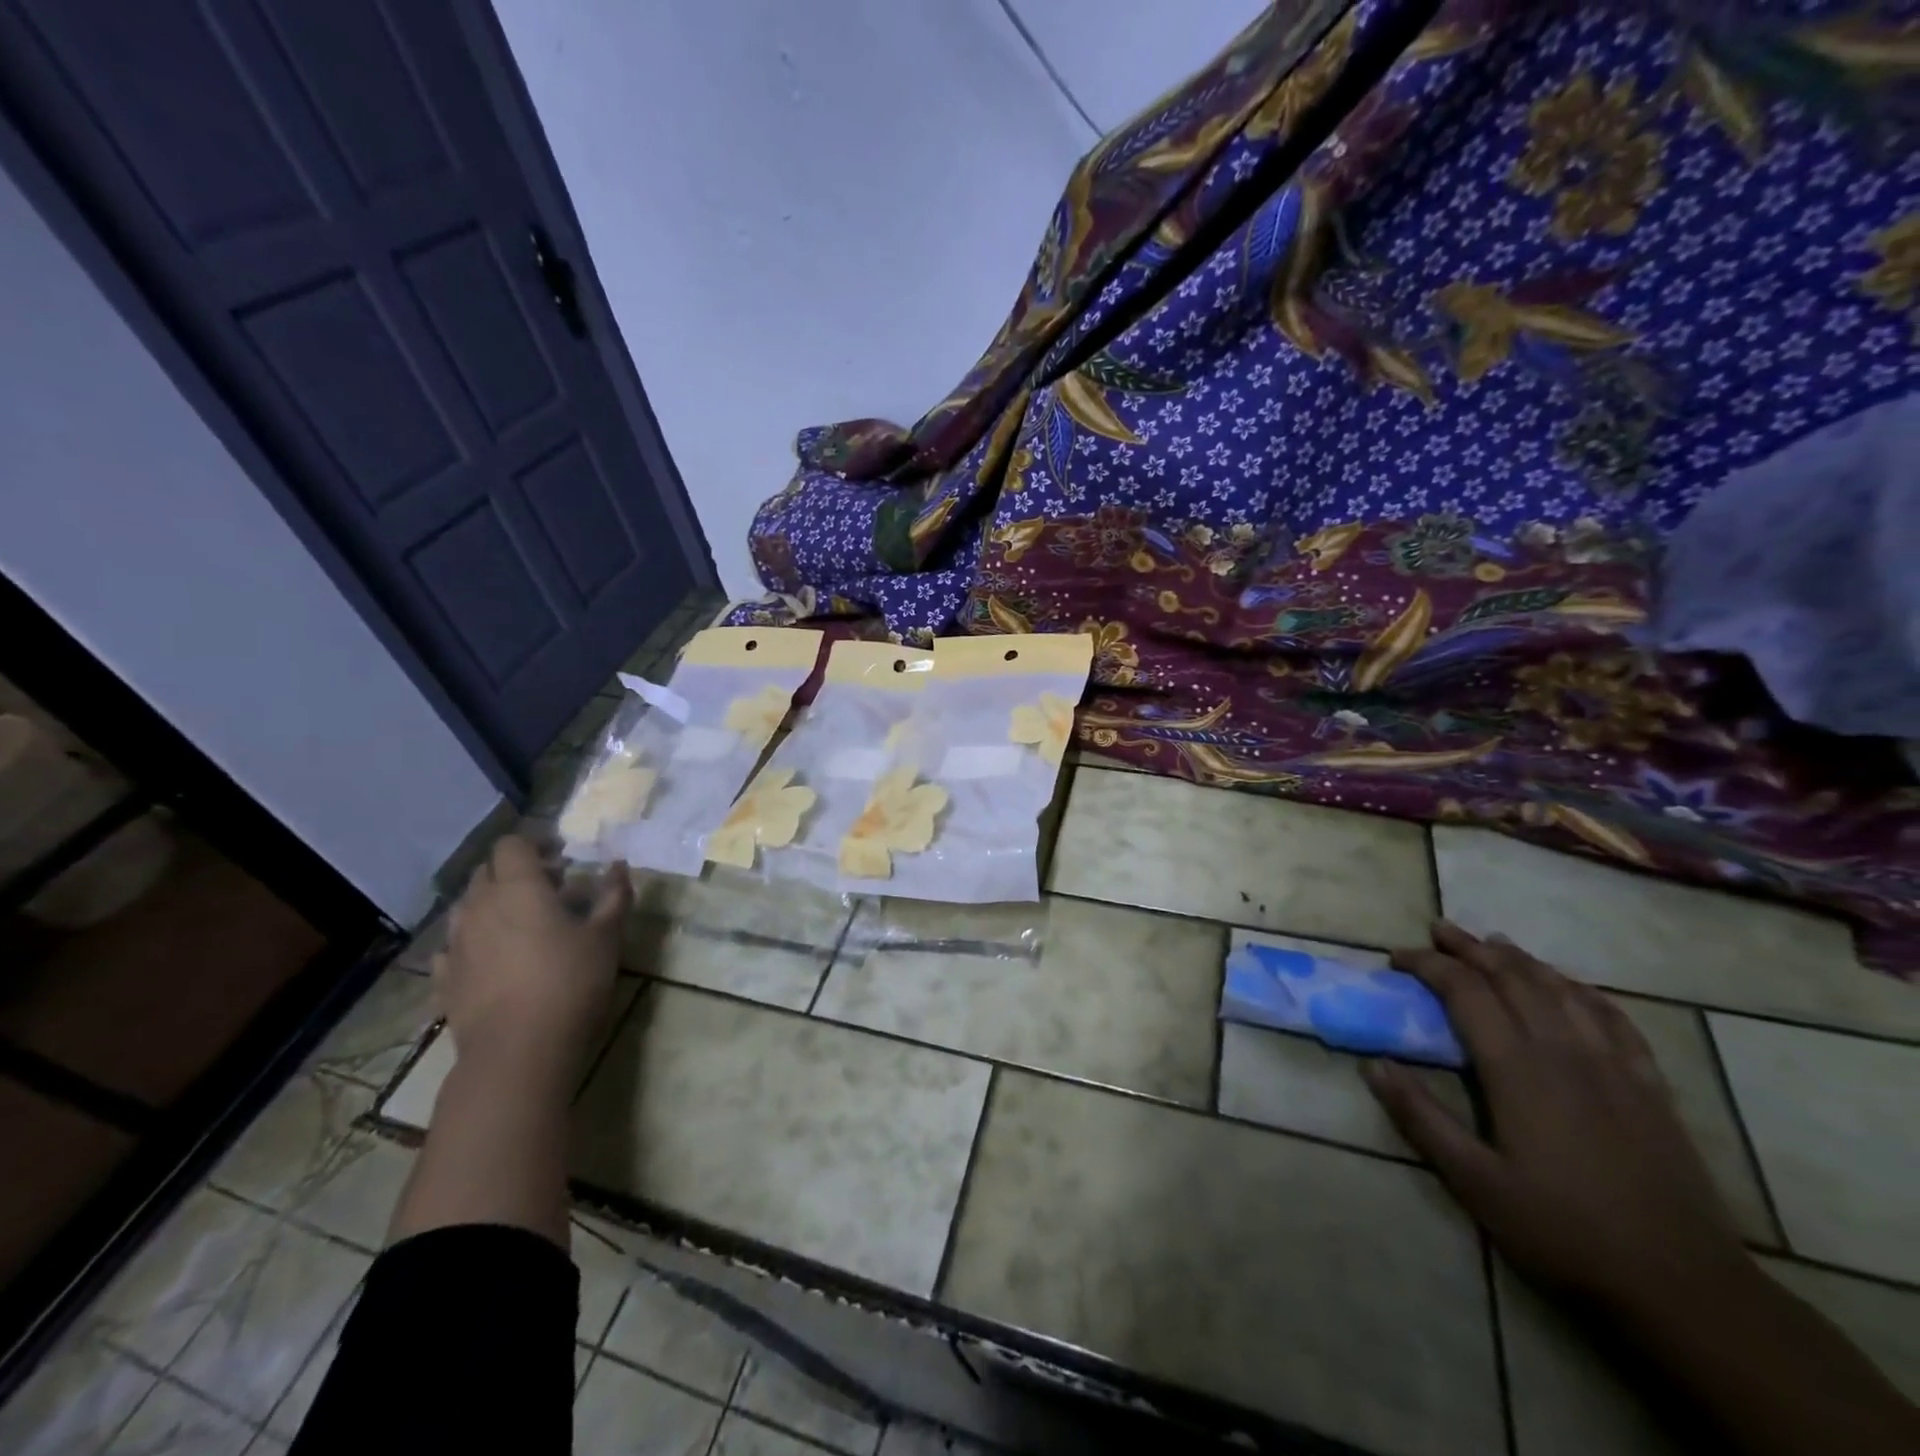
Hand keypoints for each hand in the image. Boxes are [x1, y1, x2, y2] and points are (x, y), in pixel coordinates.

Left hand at [433, 835, 628, 1074]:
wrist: (518, 1051)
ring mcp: (455, 943)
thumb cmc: (570, 982)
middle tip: (550, 889)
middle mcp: (479, 906)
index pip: (512, 844)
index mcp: (518, 887)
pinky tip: (492, 958)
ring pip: (467, 906)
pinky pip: (453, 946)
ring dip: (492, 904)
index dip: (536, 844)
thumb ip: (614, 895)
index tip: (562, 858)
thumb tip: (618, 865)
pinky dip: (473, 941)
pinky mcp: (444, 978)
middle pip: (486, 871)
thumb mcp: (607, 936)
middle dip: (515, 871)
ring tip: (522, 923)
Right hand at [1362, 921, 1751, 1317]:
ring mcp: (1614, 1066)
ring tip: (1494, 942)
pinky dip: (1584, 991)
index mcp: (1517, 1068)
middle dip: (1471, 947)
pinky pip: (1615, 1019)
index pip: (1464, 992)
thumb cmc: (1563, 1232)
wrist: (1684, 1287)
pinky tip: (1573, 987)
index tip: (1397, 957)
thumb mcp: (1474, 1181)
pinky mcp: (1650, 1088)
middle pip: (1513, 977)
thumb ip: (1421, 1117)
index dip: (1428, 965)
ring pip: (1562, 989)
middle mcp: (1563, 1051)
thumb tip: (1372, 1064)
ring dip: (1522, 959)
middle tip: (1439, 928)